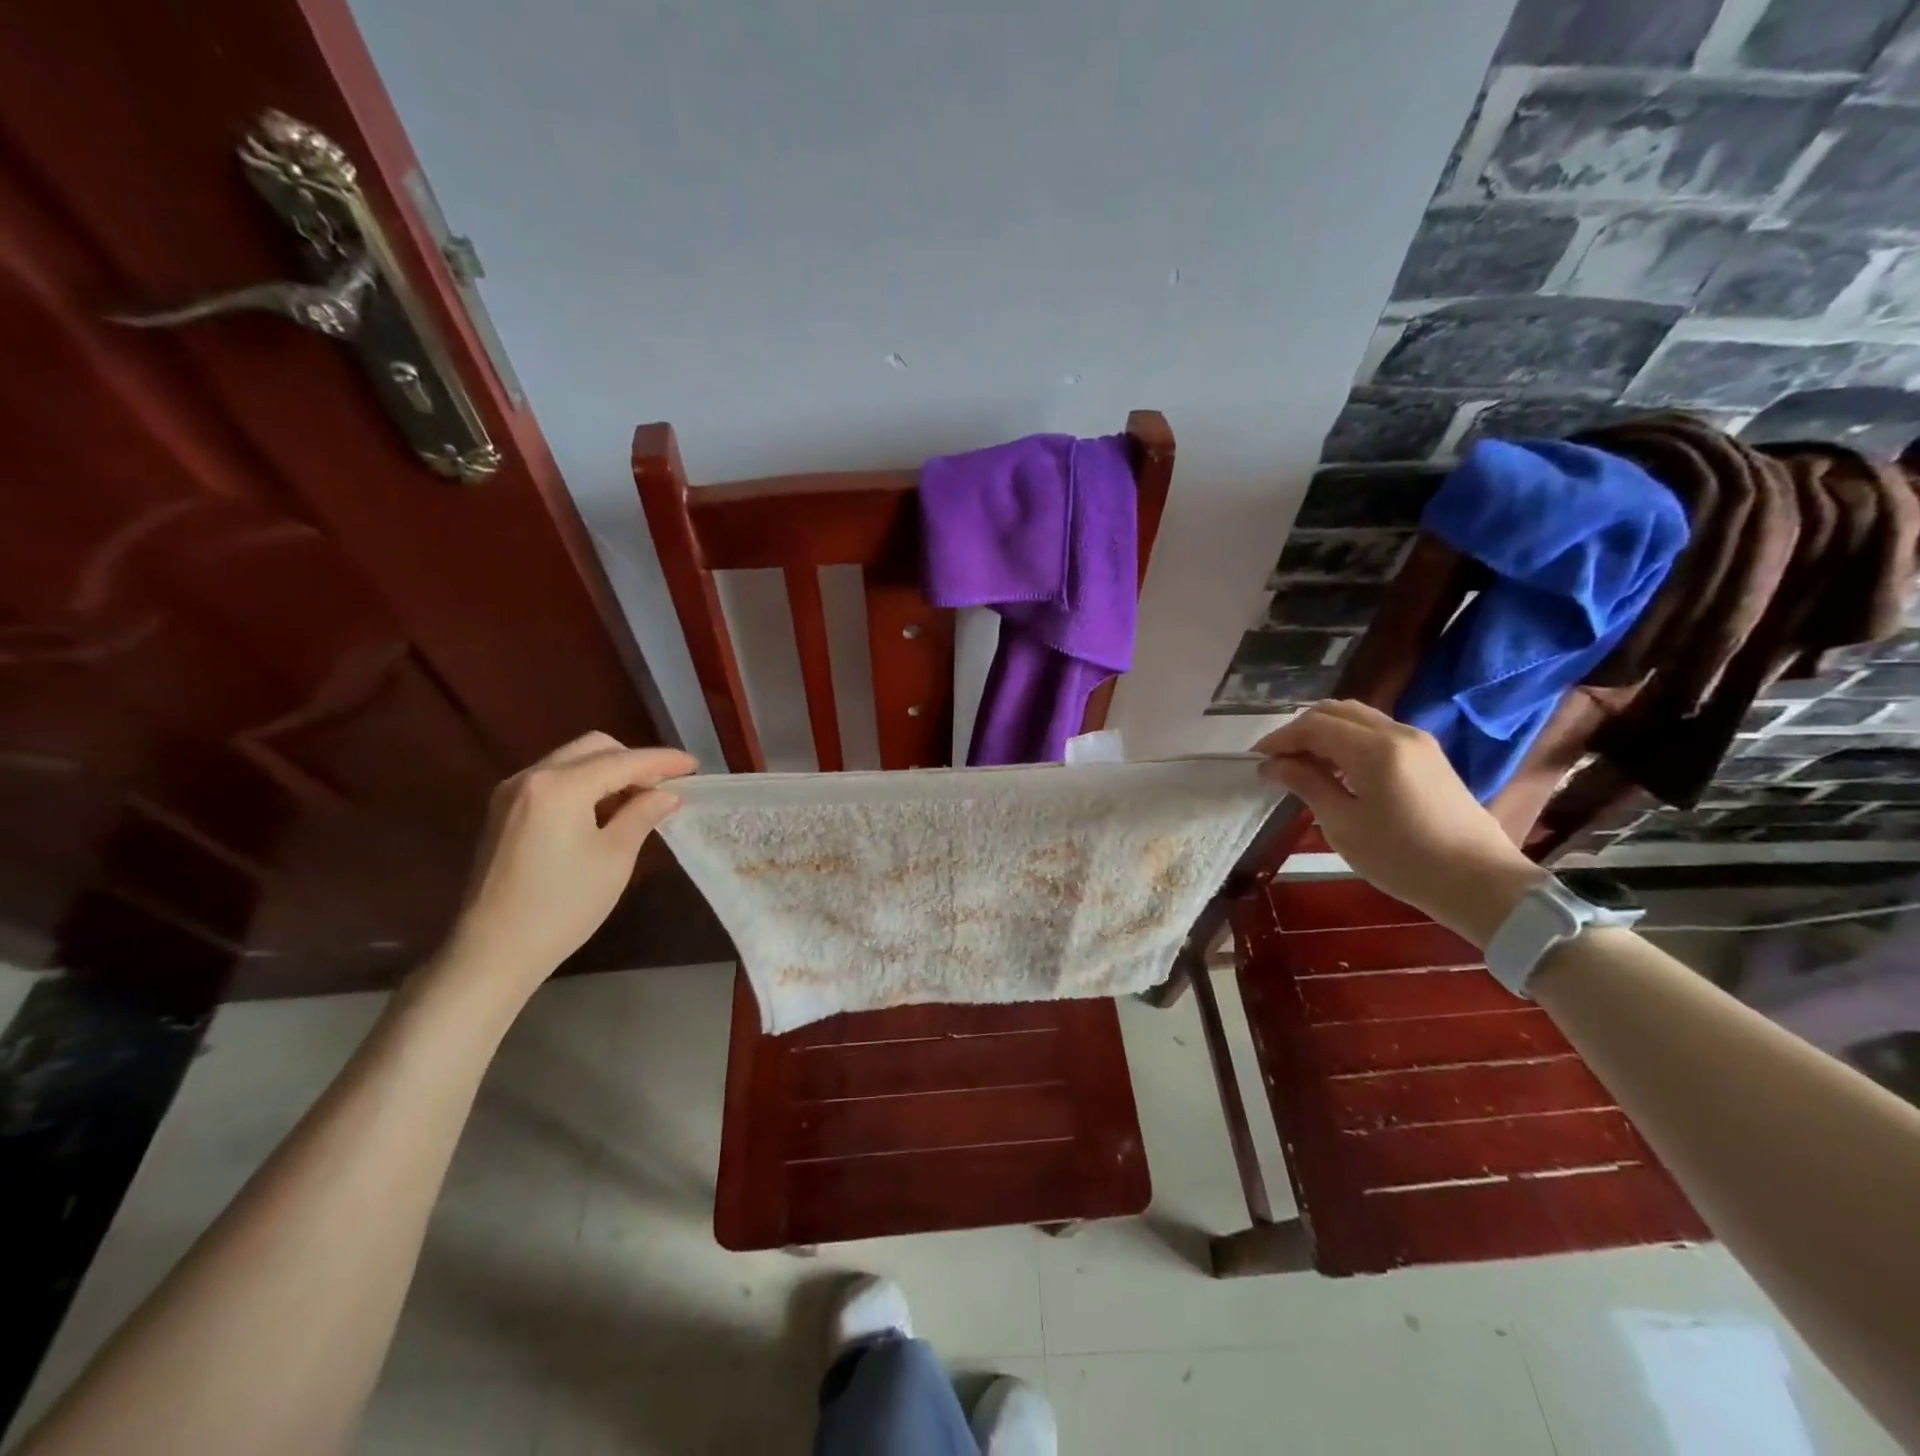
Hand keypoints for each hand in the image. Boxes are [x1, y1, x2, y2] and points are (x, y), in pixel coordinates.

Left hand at [434, 732, 697, 1003]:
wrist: (493, 951)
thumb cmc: (563, 905)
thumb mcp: (615, 857)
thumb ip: (642, 814)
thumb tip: (667, 793)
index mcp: (560, 786)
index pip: (623, 761)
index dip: (663, 761)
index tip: (694, 766)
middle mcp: (531, 777)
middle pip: (594, 749)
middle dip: (634, 761)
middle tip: (665, 786)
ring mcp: (512, 793)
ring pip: (572, 761)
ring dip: (610, 772)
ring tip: (640, 800)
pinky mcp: (504, 812)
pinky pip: (554, 781)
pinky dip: (585, 785)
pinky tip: (604, 812)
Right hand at [1253, 701, 1543, 946]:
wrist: (1480, 882)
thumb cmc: (1402, 858)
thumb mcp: (1343, 824)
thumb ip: (1306, 784)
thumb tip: (1272, 765)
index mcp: (1374, 748)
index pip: (1313, 725)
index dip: (1279, 739)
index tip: (1255, 761)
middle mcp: (1397, 732)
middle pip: (1335, 711)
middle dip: (1299, 731)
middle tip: (1277, 762)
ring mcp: (1417, 741)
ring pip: (1357, 718)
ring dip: (1324, 733)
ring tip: (1303, 766)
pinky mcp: (1428, 756)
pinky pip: (1376, 732)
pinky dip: (1347, 741)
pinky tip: (1336, 770)